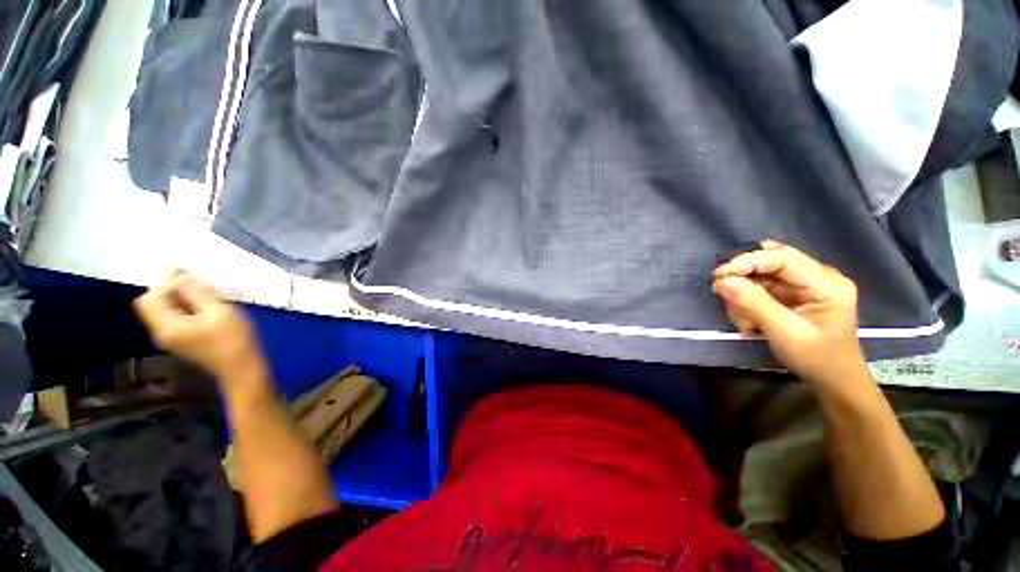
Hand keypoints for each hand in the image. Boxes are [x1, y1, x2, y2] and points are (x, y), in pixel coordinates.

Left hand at [134, 271, 267, 383]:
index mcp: (167, 326)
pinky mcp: (183, 341)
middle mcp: (162, 332)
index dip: (165, 283)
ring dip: (178, 297)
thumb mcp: (219, 312)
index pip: (150, 298)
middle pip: (153, 304)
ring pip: (164, 311)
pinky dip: (184, 307)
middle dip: (170, 289)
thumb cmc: (234, 339)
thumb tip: (180, 276)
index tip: (187, 273)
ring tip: (203, 292)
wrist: (242, 368)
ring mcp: (172, 339)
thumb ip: (197, 294)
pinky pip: (174, 318)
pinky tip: (204, 306)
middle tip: (195, 280)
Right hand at [712, 240, 868, 385]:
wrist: (834, 380)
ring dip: (745, 295)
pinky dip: (750, 302)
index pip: (782, 257)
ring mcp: (807, 284)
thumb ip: (754, 303)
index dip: (748, 261)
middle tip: (724, 296)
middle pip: (770, 263)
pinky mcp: (796, 293)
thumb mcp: (784, 332)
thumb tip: (723, 281)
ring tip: (746, 322)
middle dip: (744, 280)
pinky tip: (751, 320)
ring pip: (762, 276)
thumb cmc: (815, 358)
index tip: (718, 275)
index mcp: (827, 284)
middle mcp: (819, 276)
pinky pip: (763, 287)